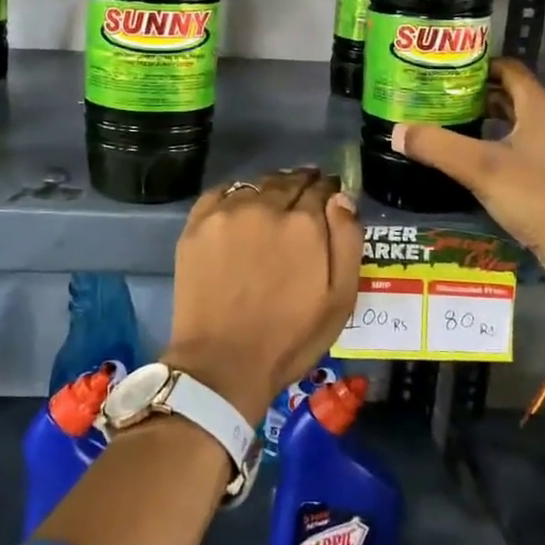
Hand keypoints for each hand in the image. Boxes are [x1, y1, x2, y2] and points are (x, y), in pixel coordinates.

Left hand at [163, 168, 361, 420]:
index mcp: (304, 222)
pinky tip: (238, 212)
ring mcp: (227, 212)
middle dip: (300, 186)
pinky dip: (235, 197)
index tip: (329, 197)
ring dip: (269, 190)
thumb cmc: (289, 338)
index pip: (322, 189)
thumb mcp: (340, 299)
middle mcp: (265, 206)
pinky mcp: (197, 223)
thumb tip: (341, 198)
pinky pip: (221, 193)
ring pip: (256, 185)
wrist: (222, 363)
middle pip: (288, 181)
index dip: (328, 191)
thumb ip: (347, 241)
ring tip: (271, 206)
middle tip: (303, 199)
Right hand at [389, 58, 544, 267]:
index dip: (480, 65)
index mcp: (540, 108)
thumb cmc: (534, 196)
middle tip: (442, 97)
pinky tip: (477, 160)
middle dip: (478, 93)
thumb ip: (437, 146)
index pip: (510, 69)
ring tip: (453, 124)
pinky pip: (524, 145)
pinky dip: (500, 143)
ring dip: (489, 119)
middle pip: (513, 94)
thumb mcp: (479, 168)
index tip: (447, 71)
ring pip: (519, 122)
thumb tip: (397, 131)